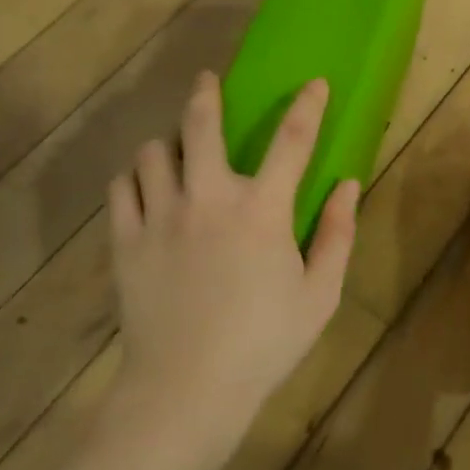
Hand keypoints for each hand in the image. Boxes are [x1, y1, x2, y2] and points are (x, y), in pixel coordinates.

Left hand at [108, 72, 358, 444]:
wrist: (187, 389)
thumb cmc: (263, 343)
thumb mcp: (319, 295)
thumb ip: (338, 234)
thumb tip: (348, 184)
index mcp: (261, 210)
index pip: (292, 140)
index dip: (307, 105)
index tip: (314, 83)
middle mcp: (208, 198)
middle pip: (200, 125)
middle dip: (206, 94)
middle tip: (207, 80)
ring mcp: (161, 216)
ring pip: (152, 152)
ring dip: (167, 141)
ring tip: (174, 148)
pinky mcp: (126, 240)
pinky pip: (121, 188)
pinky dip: (133, 178)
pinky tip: (144, 186)